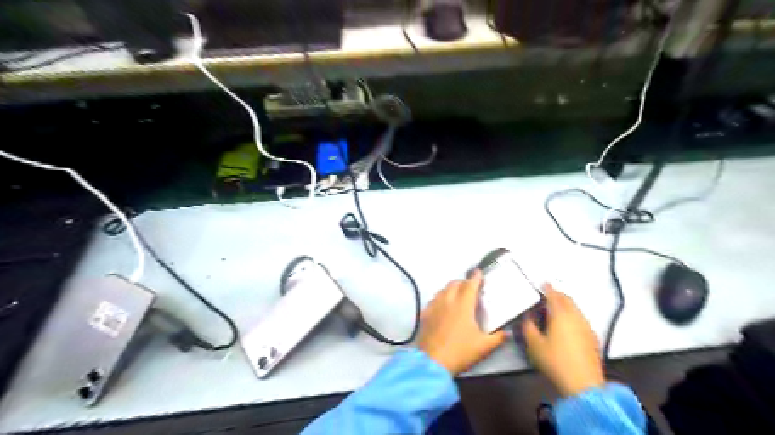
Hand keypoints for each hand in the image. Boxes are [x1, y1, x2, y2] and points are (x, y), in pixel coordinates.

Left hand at [417, 270, 508, 374]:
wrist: (433, 361)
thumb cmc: (460, 352)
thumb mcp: (484, 347)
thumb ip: (498, 338)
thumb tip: (507, 333)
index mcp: (463, 305)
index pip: (470, 285)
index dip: (475, 277)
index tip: (479, 272)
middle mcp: (448, 301)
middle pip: (454, 284)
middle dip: (463, 282)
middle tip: (469, 287)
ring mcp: (434, 307)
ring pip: (442, 290)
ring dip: (450, 288)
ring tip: (456, 294)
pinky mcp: (425, 314)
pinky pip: (433, 300)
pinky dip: (439, 298)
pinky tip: (441, 305)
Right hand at [519, 283, 605, 398]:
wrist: (583, 383)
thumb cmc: (555, 360)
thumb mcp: (534, 344)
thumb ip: (528, 327)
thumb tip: (528, 317)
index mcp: (560, 314)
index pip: (553, 295)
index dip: (547, 288)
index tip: (543, 283)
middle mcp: (575, 317)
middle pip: (568, 299)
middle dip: (558, 294)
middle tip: (549, 294)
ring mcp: (586, 327)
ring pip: (576, 309)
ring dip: (566, 305)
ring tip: (556, 308)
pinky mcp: (592, 338)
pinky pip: (581, 318)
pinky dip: (573, 315)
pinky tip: (567, 324)